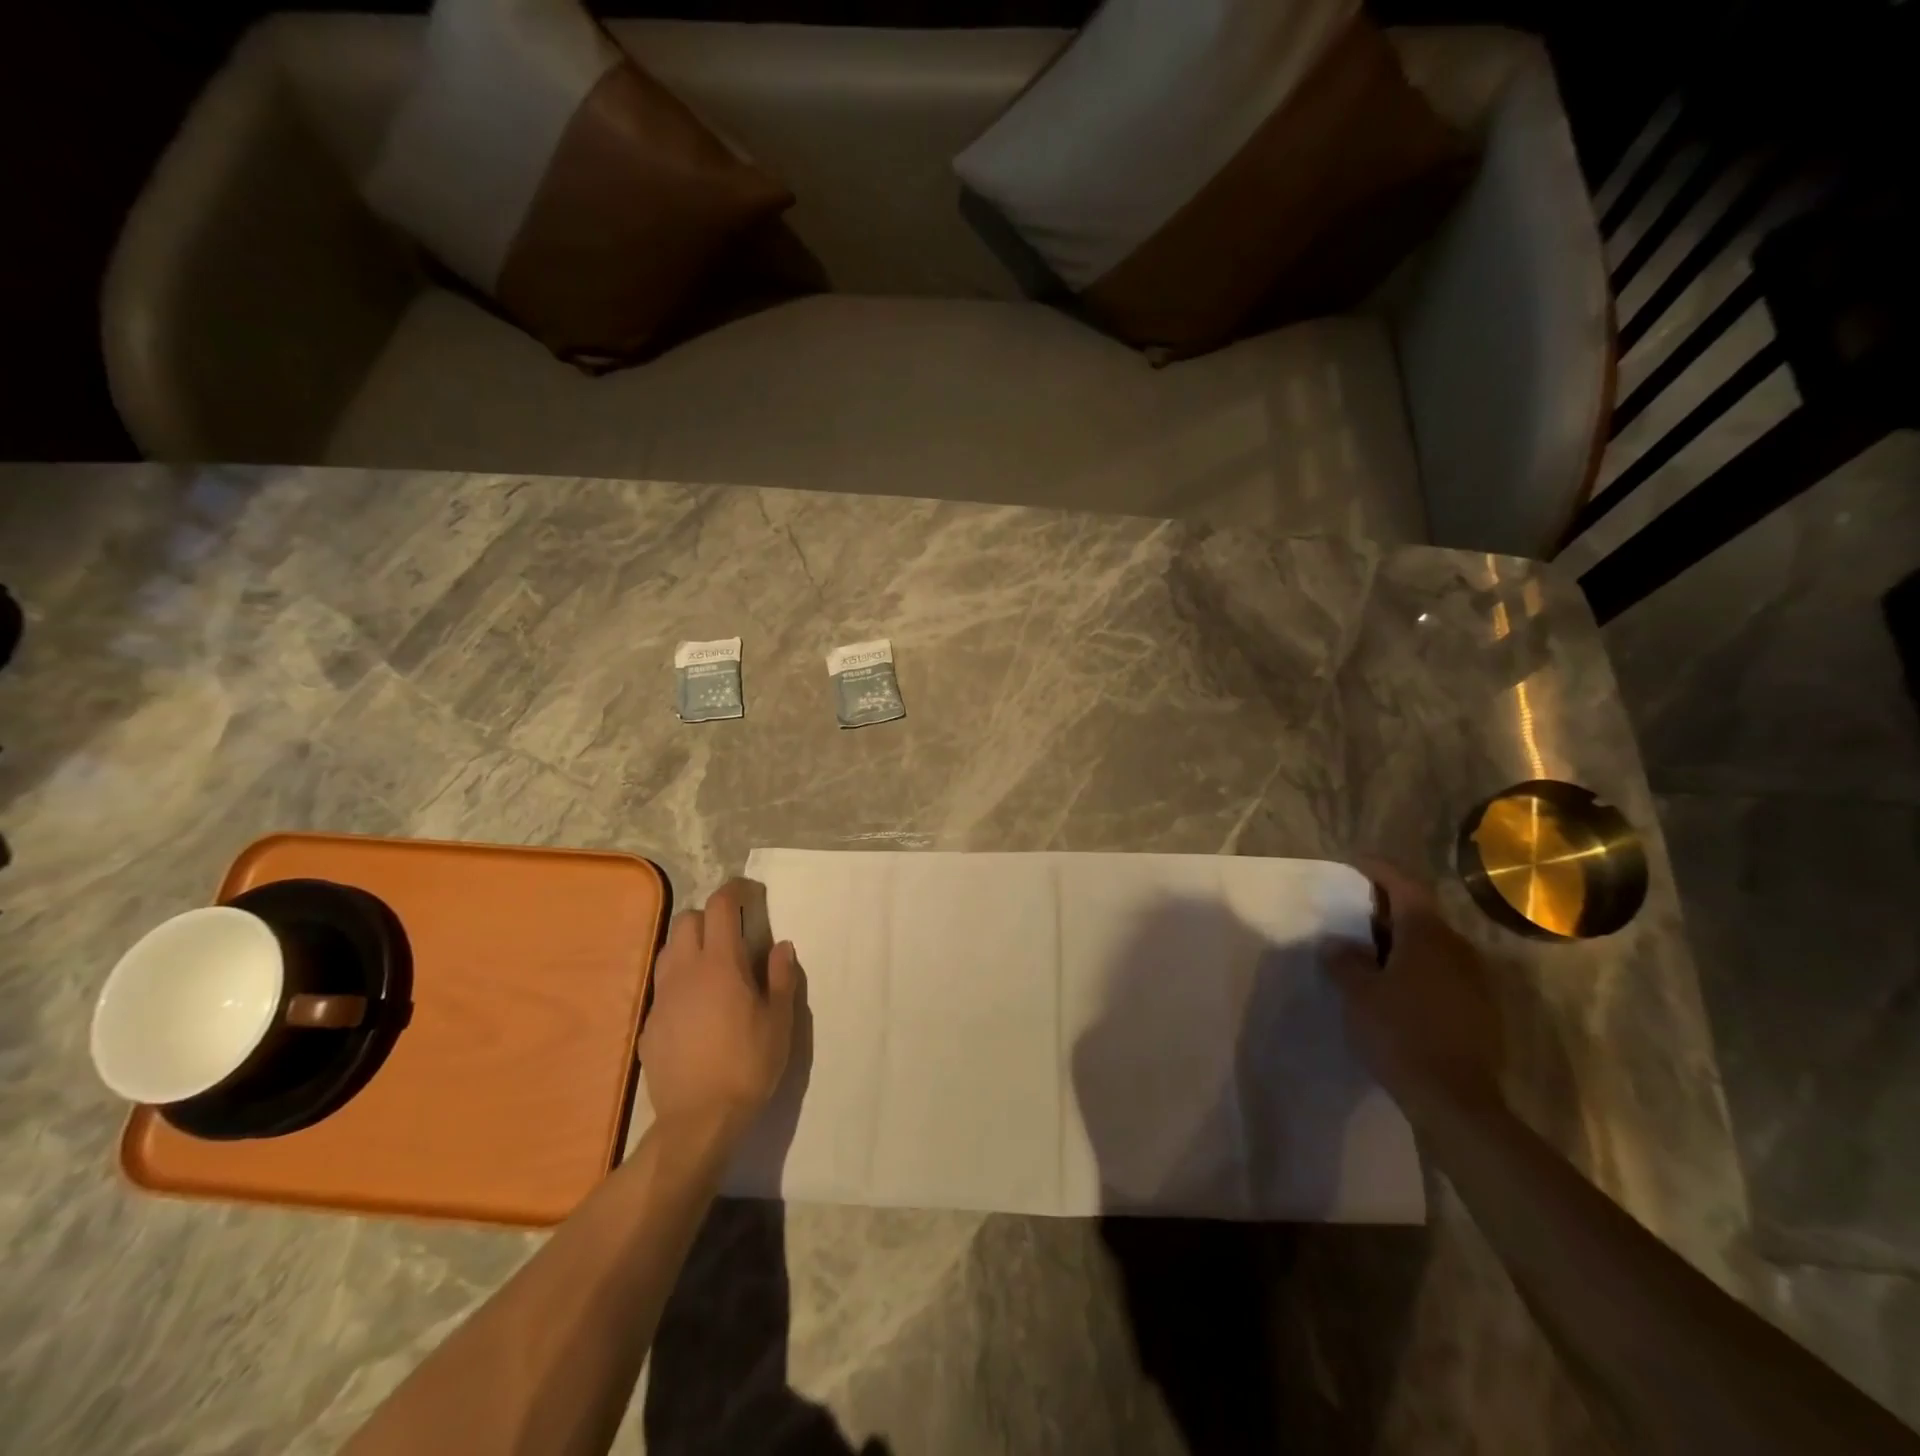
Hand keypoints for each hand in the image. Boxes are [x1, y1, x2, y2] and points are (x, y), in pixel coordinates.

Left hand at [640, 879, 798, 1138]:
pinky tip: (695, 1007)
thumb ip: (780, 977)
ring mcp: (662, 997)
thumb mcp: (779, 1021)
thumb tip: (780, 946)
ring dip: (689, 945)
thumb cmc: (748, 1065)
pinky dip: (679, 981)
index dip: (734, 890)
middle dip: (708, 916)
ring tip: (712, 965)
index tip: (749, 891)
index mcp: (721, 964)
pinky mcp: (648, 1024)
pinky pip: (662, 986)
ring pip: (668, 950)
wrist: (699, 1119)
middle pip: (687, 920)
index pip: (720, 907)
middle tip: (732, 932)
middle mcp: (685, 971)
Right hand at [1324, 860, 1503, 1119]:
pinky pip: (1443, 974)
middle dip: (1388, 910)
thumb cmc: (1399, 1033)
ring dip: (1403, 942)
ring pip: (1434, 947)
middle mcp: (1458, 950)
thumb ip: (1345, 960)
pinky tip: (1395, 989)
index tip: (1355, 863)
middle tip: (1355, 914)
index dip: (1380, 871)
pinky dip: (1417, 969)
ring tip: (1370, 954)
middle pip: (1422, 915)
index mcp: (1428, 936)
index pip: (1406, 886)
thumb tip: (1340, 945)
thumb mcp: (1358, 992)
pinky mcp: (1481, 1012)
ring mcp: (1475, 982)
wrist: (1455, 1101)